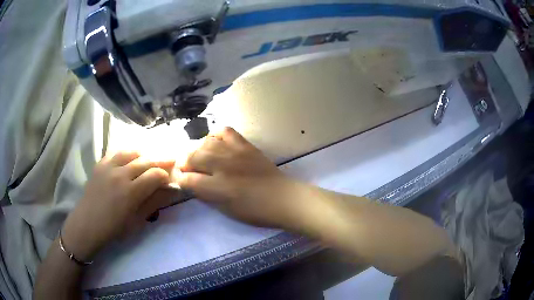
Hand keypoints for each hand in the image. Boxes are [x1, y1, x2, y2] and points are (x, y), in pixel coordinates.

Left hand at [62, 152, 174, 260]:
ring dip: (144, 153)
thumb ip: (153, 203)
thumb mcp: (137, 221)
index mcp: (130, 192)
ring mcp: (108, 167)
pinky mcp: (100, 164)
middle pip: (145, 160)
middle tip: (171, 159)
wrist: (87, 224)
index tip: (171, 178)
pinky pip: (116, 152)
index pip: (155, 175)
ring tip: (151, 155)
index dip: (165, 175)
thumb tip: (170, 191)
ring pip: (131, 151)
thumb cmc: (114, 229)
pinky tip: (131, 156)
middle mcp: (120, 174)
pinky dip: (127, 152)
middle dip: (160, 160)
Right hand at [177, 127, 304, 228]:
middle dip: (184, 163)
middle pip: (193, 157)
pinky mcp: (245, 145)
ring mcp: (234, 153)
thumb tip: (191, 183)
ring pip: (206, 143)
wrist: (282, 198)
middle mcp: (223, 167)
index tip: (180, 179)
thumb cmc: (255, 211)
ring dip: (198, 150)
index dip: (180, 179)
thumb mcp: (226, 209)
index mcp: (218, 188)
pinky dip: (216, 135)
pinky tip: (214, 142)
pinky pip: (225, 131)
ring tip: (200, 157)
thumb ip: (205, 195)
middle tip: (186, 168)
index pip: (188, 179)